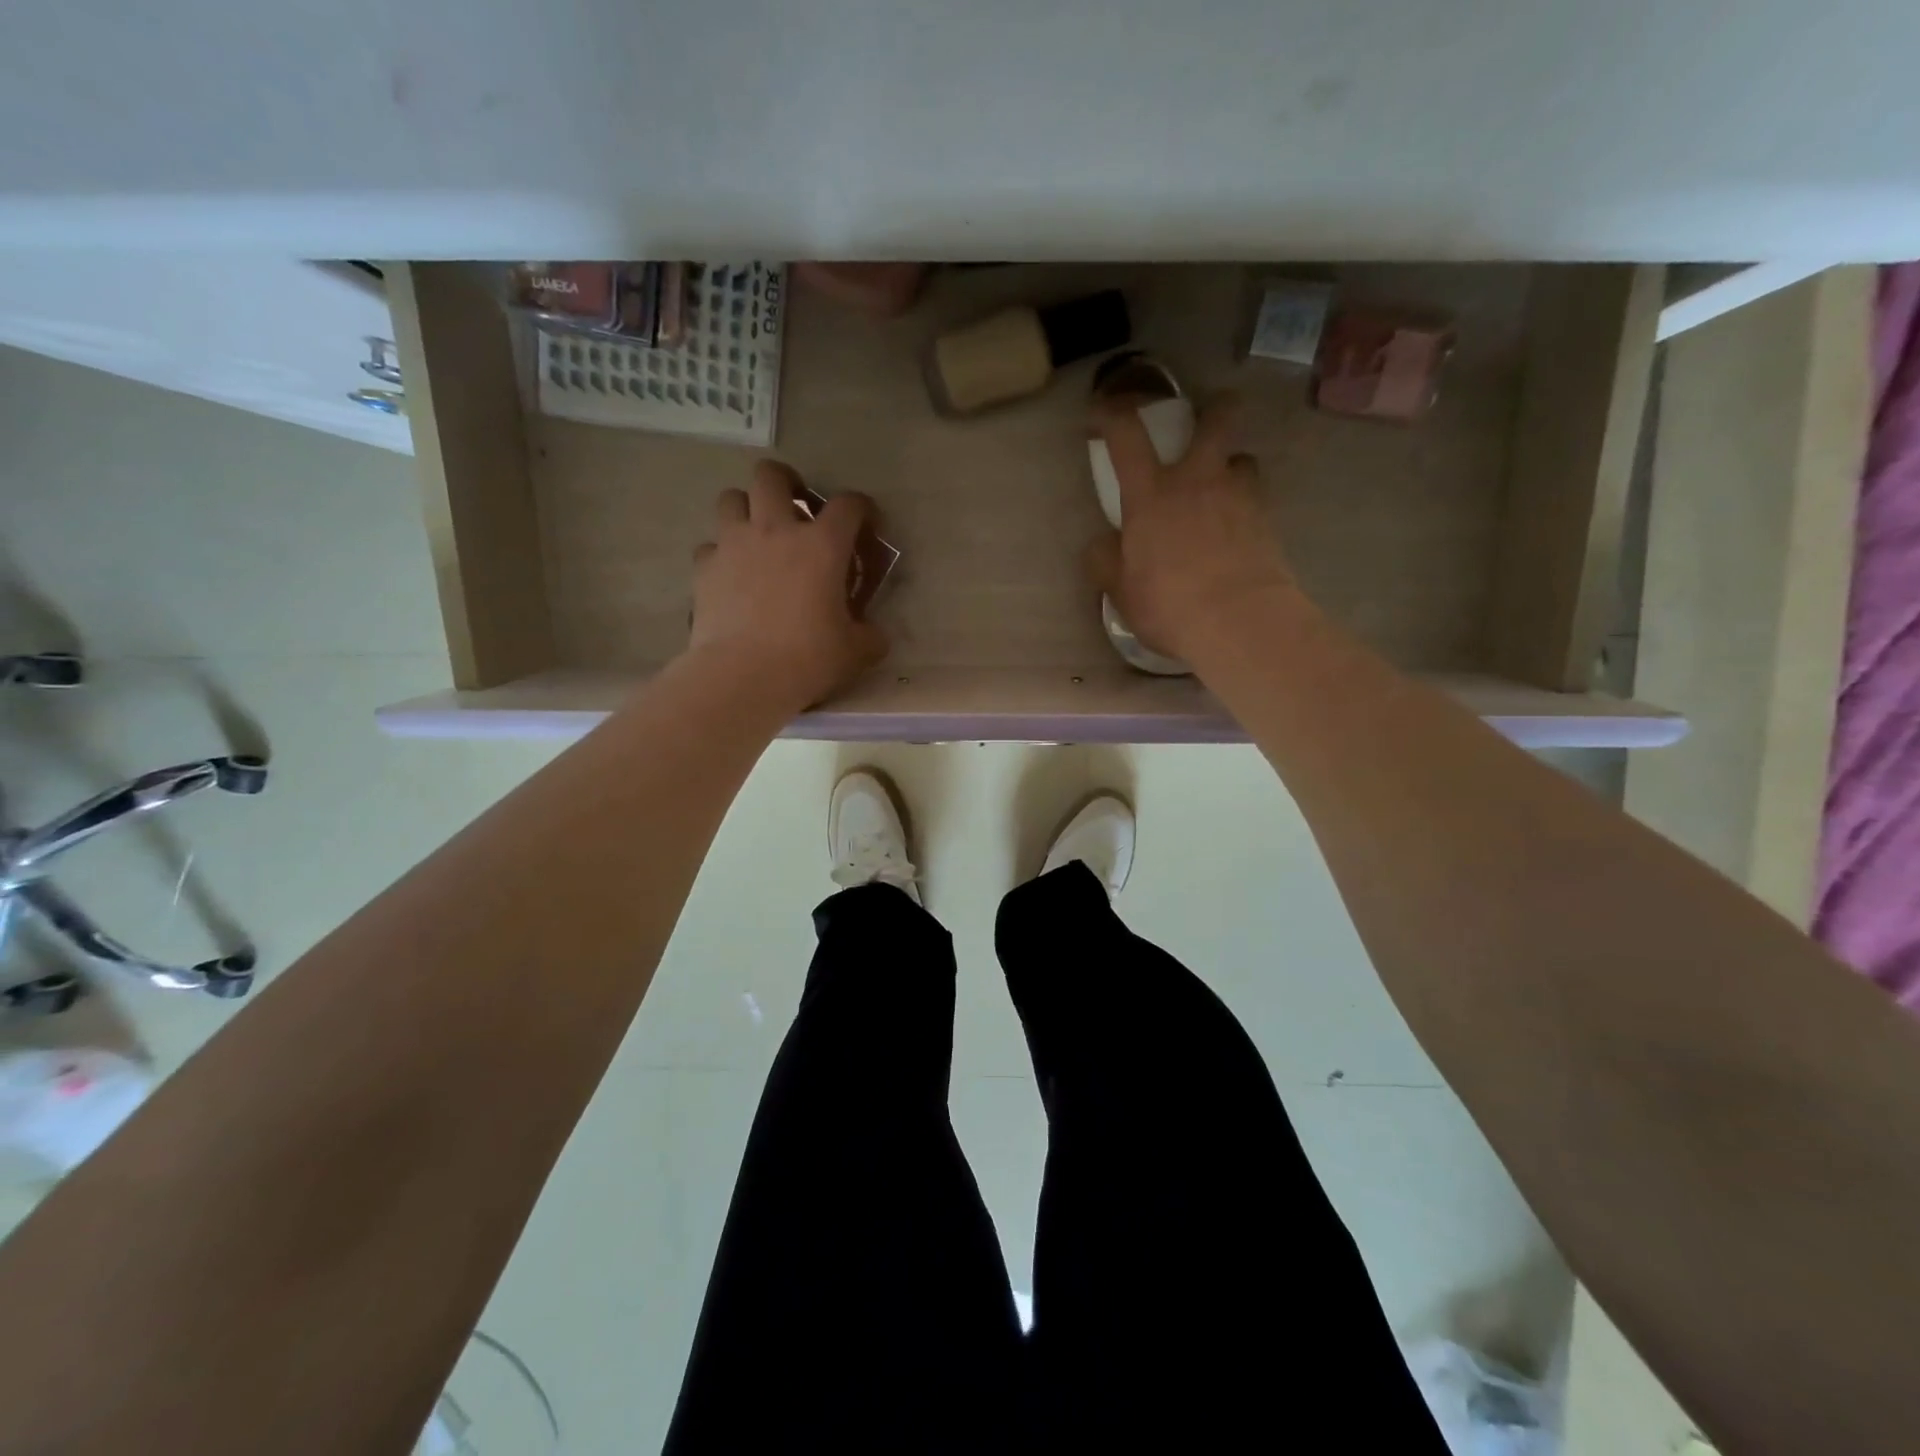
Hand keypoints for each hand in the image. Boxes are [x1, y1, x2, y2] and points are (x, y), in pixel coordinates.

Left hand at [688, 461, 888, 707]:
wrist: (743, 677)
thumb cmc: (808, 659)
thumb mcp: (856, 651)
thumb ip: (869, 634)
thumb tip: (873, 633)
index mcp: (822, 545)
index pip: (849, 505)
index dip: (862, 509)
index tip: (866, 526)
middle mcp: (776, 530)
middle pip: (772, 475)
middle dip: (786, 483)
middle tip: (795, 508)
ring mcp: (734, 545)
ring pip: (731, 498)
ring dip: (746, 510)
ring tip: (757, 535)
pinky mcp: (704, 568)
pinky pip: (710, 546)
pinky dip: (721, 554)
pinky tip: (731, 576)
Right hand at [1086, 396, 1303, 664]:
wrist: (1240, 622)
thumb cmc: (1169, 604)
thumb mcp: (1120, 590)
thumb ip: (1106, 561)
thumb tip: (1103, 545)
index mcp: (1151, 494)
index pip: (1127, 433)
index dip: (1112, 413)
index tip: (1103, 412)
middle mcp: (1198, 481)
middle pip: (1216, 418)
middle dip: (1213, 410)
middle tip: (1205, 421)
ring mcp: (1240, 496)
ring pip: (1243, 459)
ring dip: (1232, 468)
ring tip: (1223, 492)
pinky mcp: (1269, 521)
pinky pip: (1257, 500)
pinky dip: (1245, 508)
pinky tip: (1237, 534)